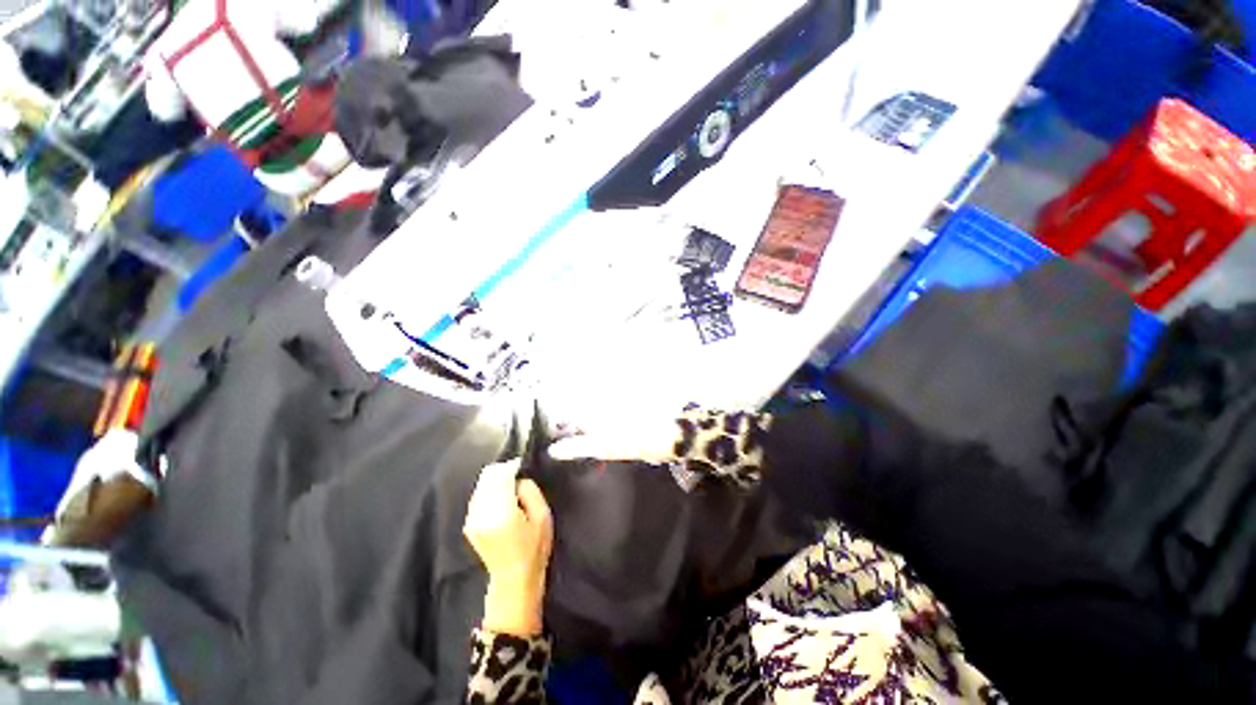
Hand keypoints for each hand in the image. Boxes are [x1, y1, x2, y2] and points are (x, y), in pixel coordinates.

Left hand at [463, 459, 553, 636]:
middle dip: (503, 470)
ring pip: (481, 484)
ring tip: (511, 486)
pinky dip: (489, 490)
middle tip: (518, 473)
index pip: (501, 475)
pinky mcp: (468, 524)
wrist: (513, 578)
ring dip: (495, 480)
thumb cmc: (534, 548)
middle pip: (488, 477)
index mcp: (502, 512)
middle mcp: (482, 513)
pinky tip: (501, 498)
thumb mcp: (543, 516)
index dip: (512, 465)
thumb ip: (530, 492)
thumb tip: (518, 480)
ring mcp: (472, 519)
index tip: (523, 464)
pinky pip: (478, 496)